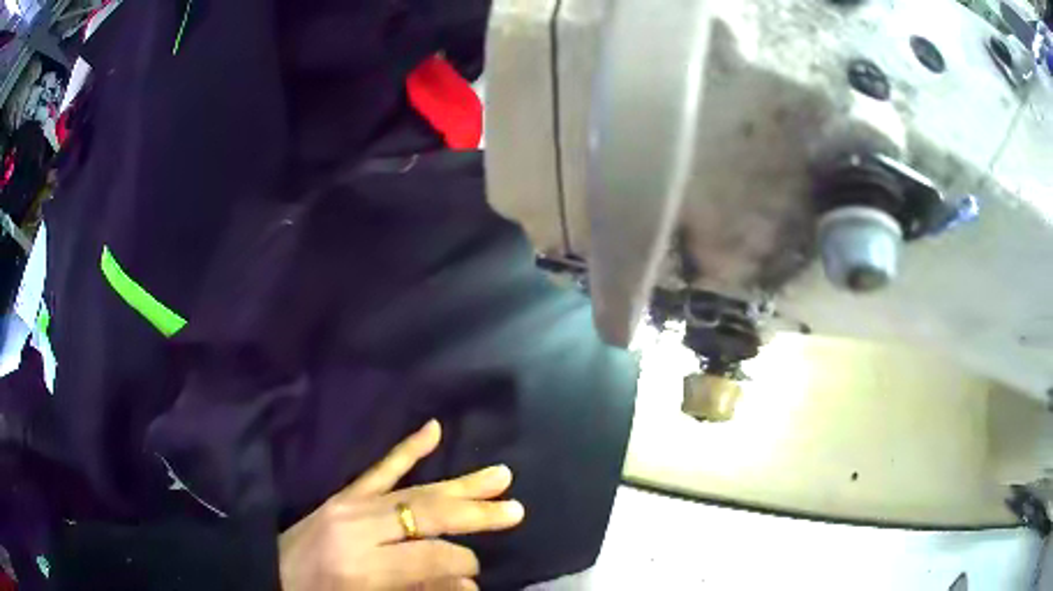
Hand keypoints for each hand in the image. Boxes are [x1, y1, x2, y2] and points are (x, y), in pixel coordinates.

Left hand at [279, 420, 524, 589]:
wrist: (270, 574)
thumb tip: (467, 583)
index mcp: (363, 566)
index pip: (430, 556)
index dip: (461, 562)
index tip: (477, 571)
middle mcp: (358, 528)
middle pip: (426, 515)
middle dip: (475, 514)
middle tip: (516, 510)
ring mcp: (348, 505)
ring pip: (414, 490)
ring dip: (460, 484)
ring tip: (500, 475)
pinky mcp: (341, 494)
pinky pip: (379, 470)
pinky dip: (407, 450)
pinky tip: (432, 430)